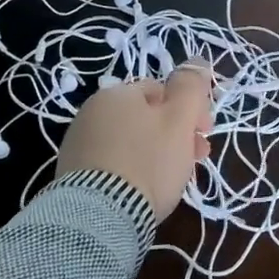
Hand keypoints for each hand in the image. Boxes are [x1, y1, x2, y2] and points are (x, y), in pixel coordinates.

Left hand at [58, 64, 212, 218]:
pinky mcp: (73, 174)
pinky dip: (134, 170)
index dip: (190, 110)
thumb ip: (191, 87)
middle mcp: (92, 112)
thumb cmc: (148, 161)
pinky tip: (145, 189)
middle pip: (147, 117)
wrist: (99, 217)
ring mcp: (79, 143)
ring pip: (132, 141)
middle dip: (177, 134)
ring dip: (158, 152)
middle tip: (197, 159)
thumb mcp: (179, 120)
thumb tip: (197, 61)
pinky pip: (115, 163)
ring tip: (175, 179)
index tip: (205, 135)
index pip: (163, 91)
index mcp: (117, 93)